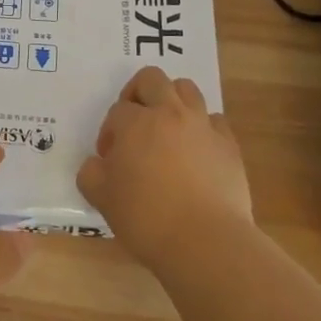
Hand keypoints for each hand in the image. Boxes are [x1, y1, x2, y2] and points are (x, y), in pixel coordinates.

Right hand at [77, 66, 253, 269]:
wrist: (205, 241)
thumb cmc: (146, 217)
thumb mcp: (101, 198)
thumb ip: (91, 173)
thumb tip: (97, 164)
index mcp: (136, 122)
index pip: (117, 110)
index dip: (109, 132)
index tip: (110, 159)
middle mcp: (170, 113)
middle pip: (152, 79)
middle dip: (137, 93)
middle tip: (134, 123)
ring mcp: (203, 126)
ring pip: (187, 89)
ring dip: (172, 101)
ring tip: (166, 130)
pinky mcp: (229, 145)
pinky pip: (214, 121)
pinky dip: (203, 128)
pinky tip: (196, 152)